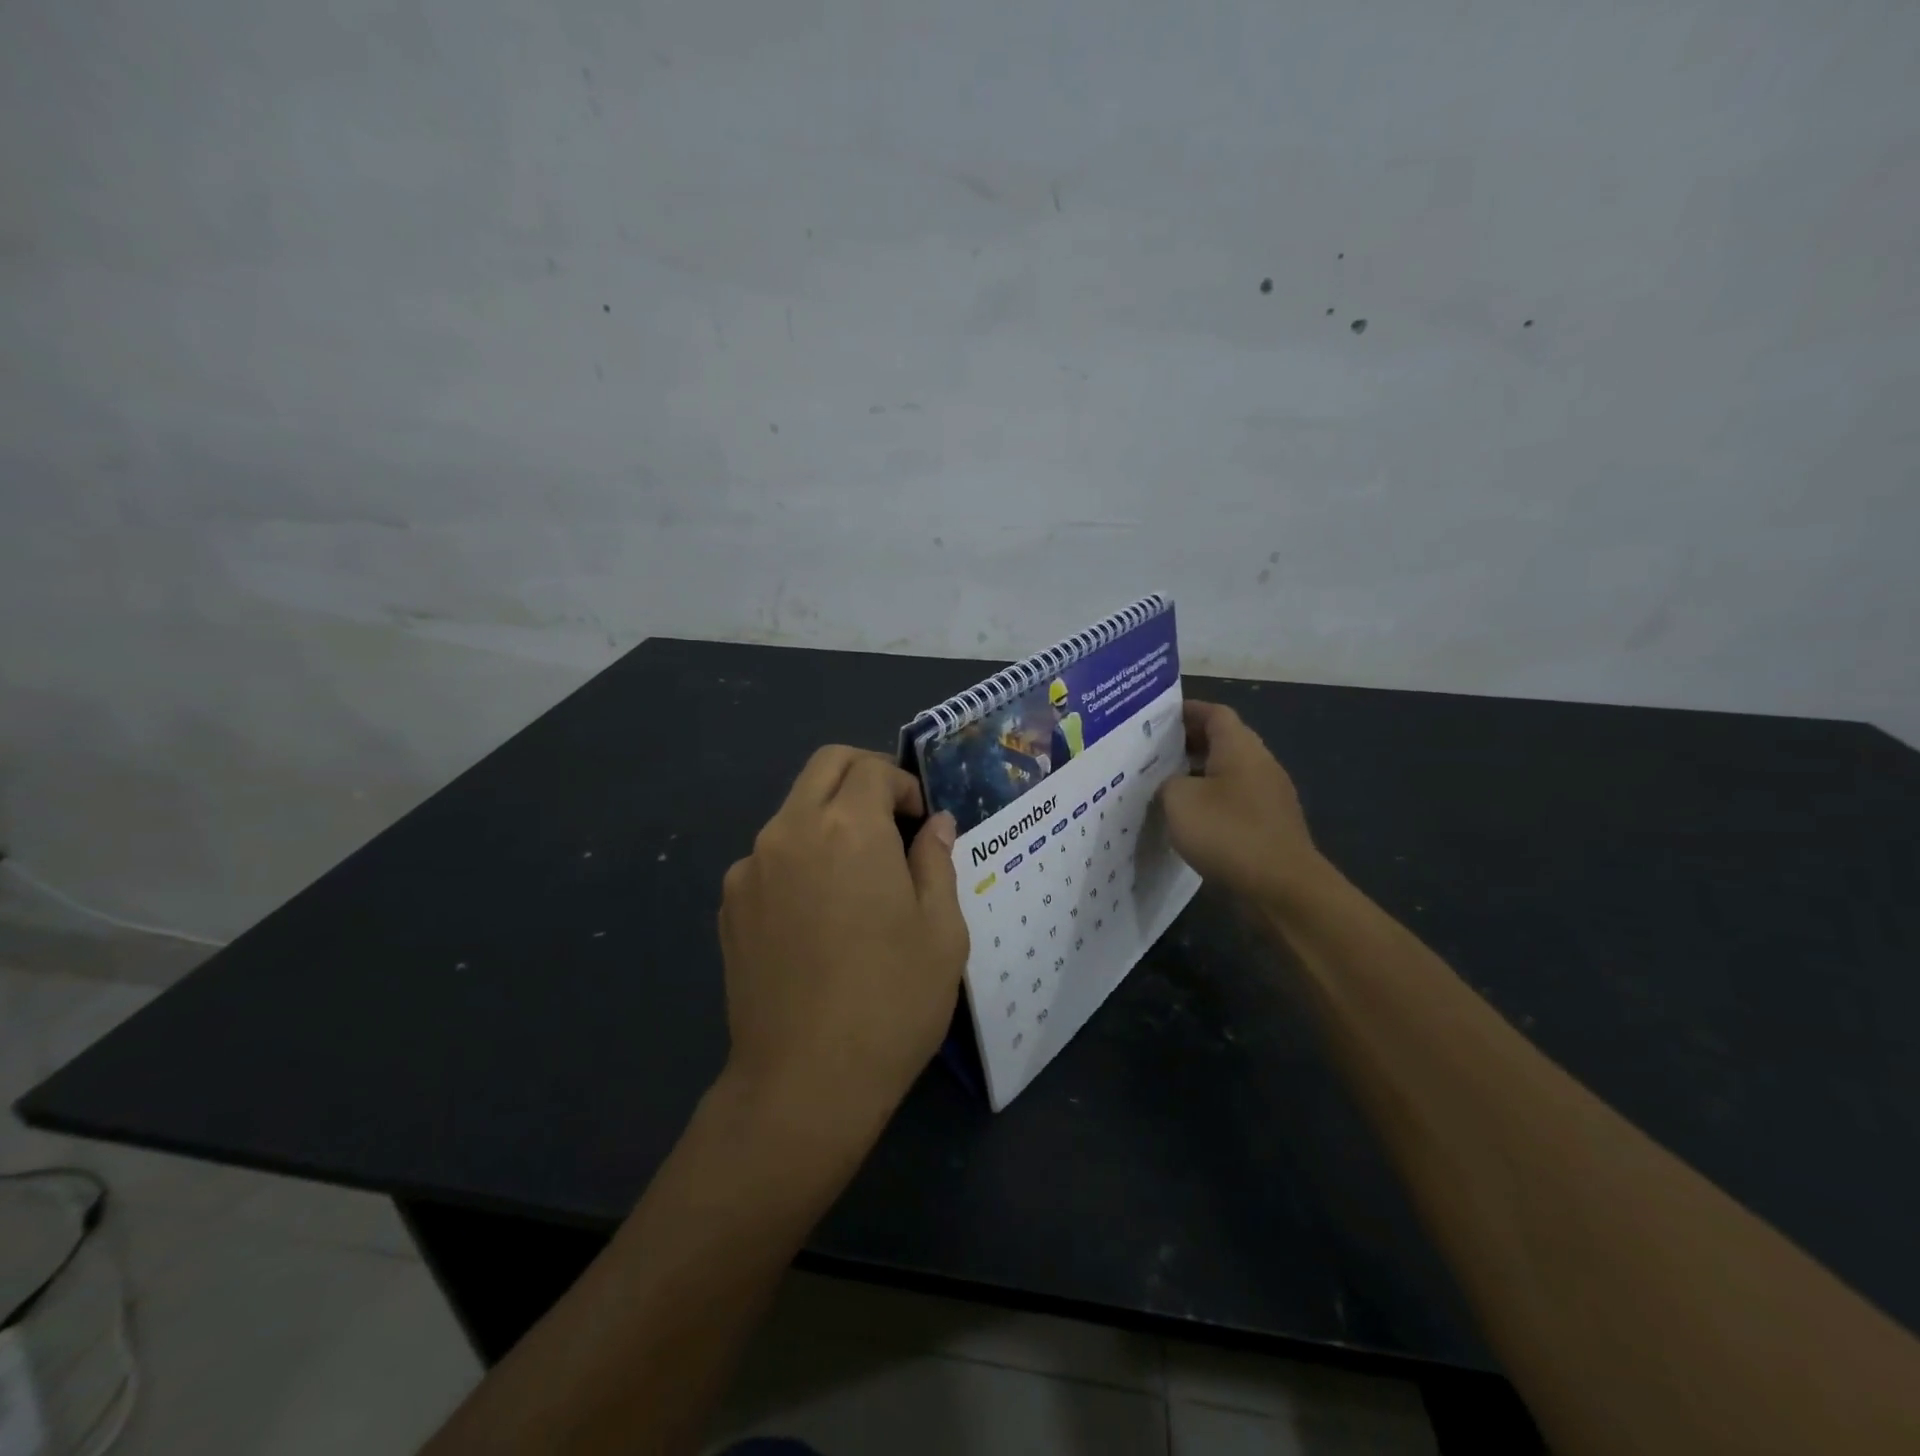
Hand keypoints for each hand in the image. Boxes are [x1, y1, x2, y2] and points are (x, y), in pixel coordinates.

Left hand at [718, 747, 969, 1134]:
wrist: (804, 1082)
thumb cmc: (891, 1001)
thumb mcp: (941, 930)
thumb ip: (936, 861)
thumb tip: (933, 824)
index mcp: (847, 827)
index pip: (873, 768)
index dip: (905, 785)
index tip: (921, 823)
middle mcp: (790, 830)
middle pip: (825, 767)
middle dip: (864, 777)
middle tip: (892, 820)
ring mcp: (750, 866)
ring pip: (794, 810)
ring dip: (830, 818)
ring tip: (857, 876)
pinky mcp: (730, 903)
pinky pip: (770, 855)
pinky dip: (801, 856)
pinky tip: (818, 913)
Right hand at [1159, 701, 1324, 904]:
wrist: (1281, 889)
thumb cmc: (1228, 832)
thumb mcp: (1179, 800)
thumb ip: (1167, 783)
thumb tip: (1172, 786)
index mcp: (1240, 748)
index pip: (1214, 713)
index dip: (1186, 711)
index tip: (1157, 718)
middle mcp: (1259, 765)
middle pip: (1223, 742)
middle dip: (1187, 744)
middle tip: (1151, 752)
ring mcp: (1268, 798)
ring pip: (1227, 774)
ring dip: (1197, 776)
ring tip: (1162, 787)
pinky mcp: (1269, 828)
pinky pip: (1234, 803)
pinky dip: (1210, 804)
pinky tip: (1187, 822)